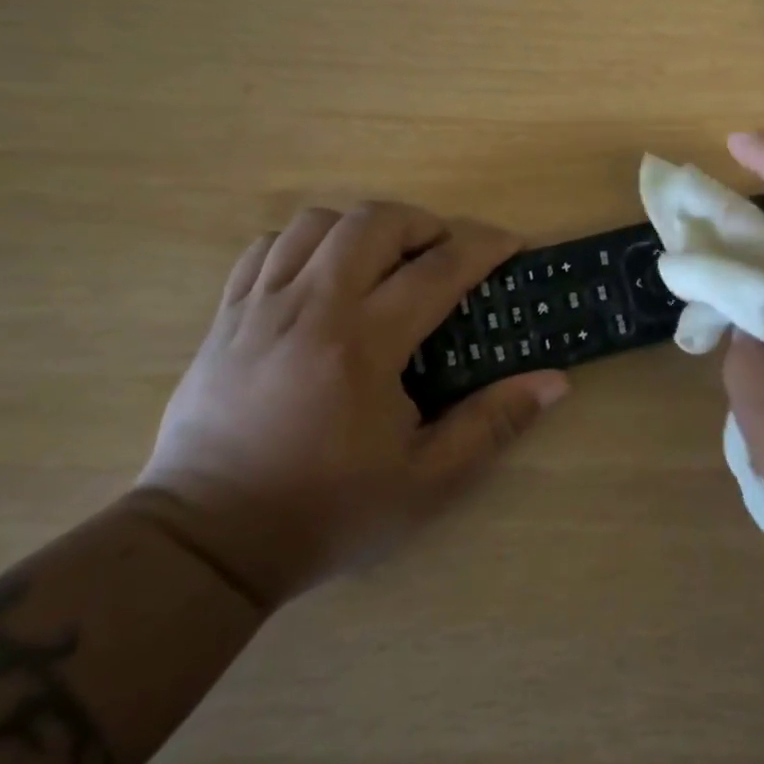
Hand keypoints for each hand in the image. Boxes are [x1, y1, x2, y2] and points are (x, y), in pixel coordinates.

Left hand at [135, 205, 568, 610]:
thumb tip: (555, 381)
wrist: (208, 542)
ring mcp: (260, 307)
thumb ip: (493, 423)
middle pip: (373, 222)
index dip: (483, 247)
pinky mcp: (226, 317)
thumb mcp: (427, 481)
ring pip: (316, 223)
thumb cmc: (327, 511)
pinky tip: (323, 275)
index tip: (510, 246)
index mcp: (364, 345)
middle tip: (445, 254)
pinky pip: (266, 248)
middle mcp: (312, 308)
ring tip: (385, 261)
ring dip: (363, 228)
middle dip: (423, 223)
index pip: (438, 269)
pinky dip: (305, 244)